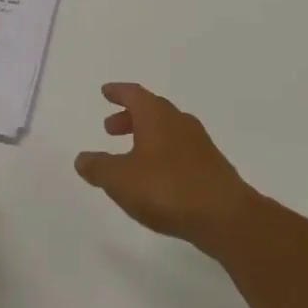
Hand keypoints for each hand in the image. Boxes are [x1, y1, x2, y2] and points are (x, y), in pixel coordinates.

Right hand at [75, 83, 255, 252]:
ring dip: (146, 136)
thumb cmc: (167, 189)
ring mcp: (198, 142)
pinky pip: (179, 148)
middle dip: (129, 117)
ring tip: (130, 155)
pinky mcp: (210, 165)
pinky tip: (157, 176)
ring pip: (166, 129)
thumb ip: (99, 167)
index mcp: (156, 115)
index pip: (134, 94)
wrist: (225, 215)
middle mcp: (178, 120)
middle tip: (110, 128)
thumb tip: (82, 158)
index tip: (106, 91)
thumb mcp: (121, 180)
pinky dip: (162, 152)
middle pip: (151, 109)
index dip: (118, 92)